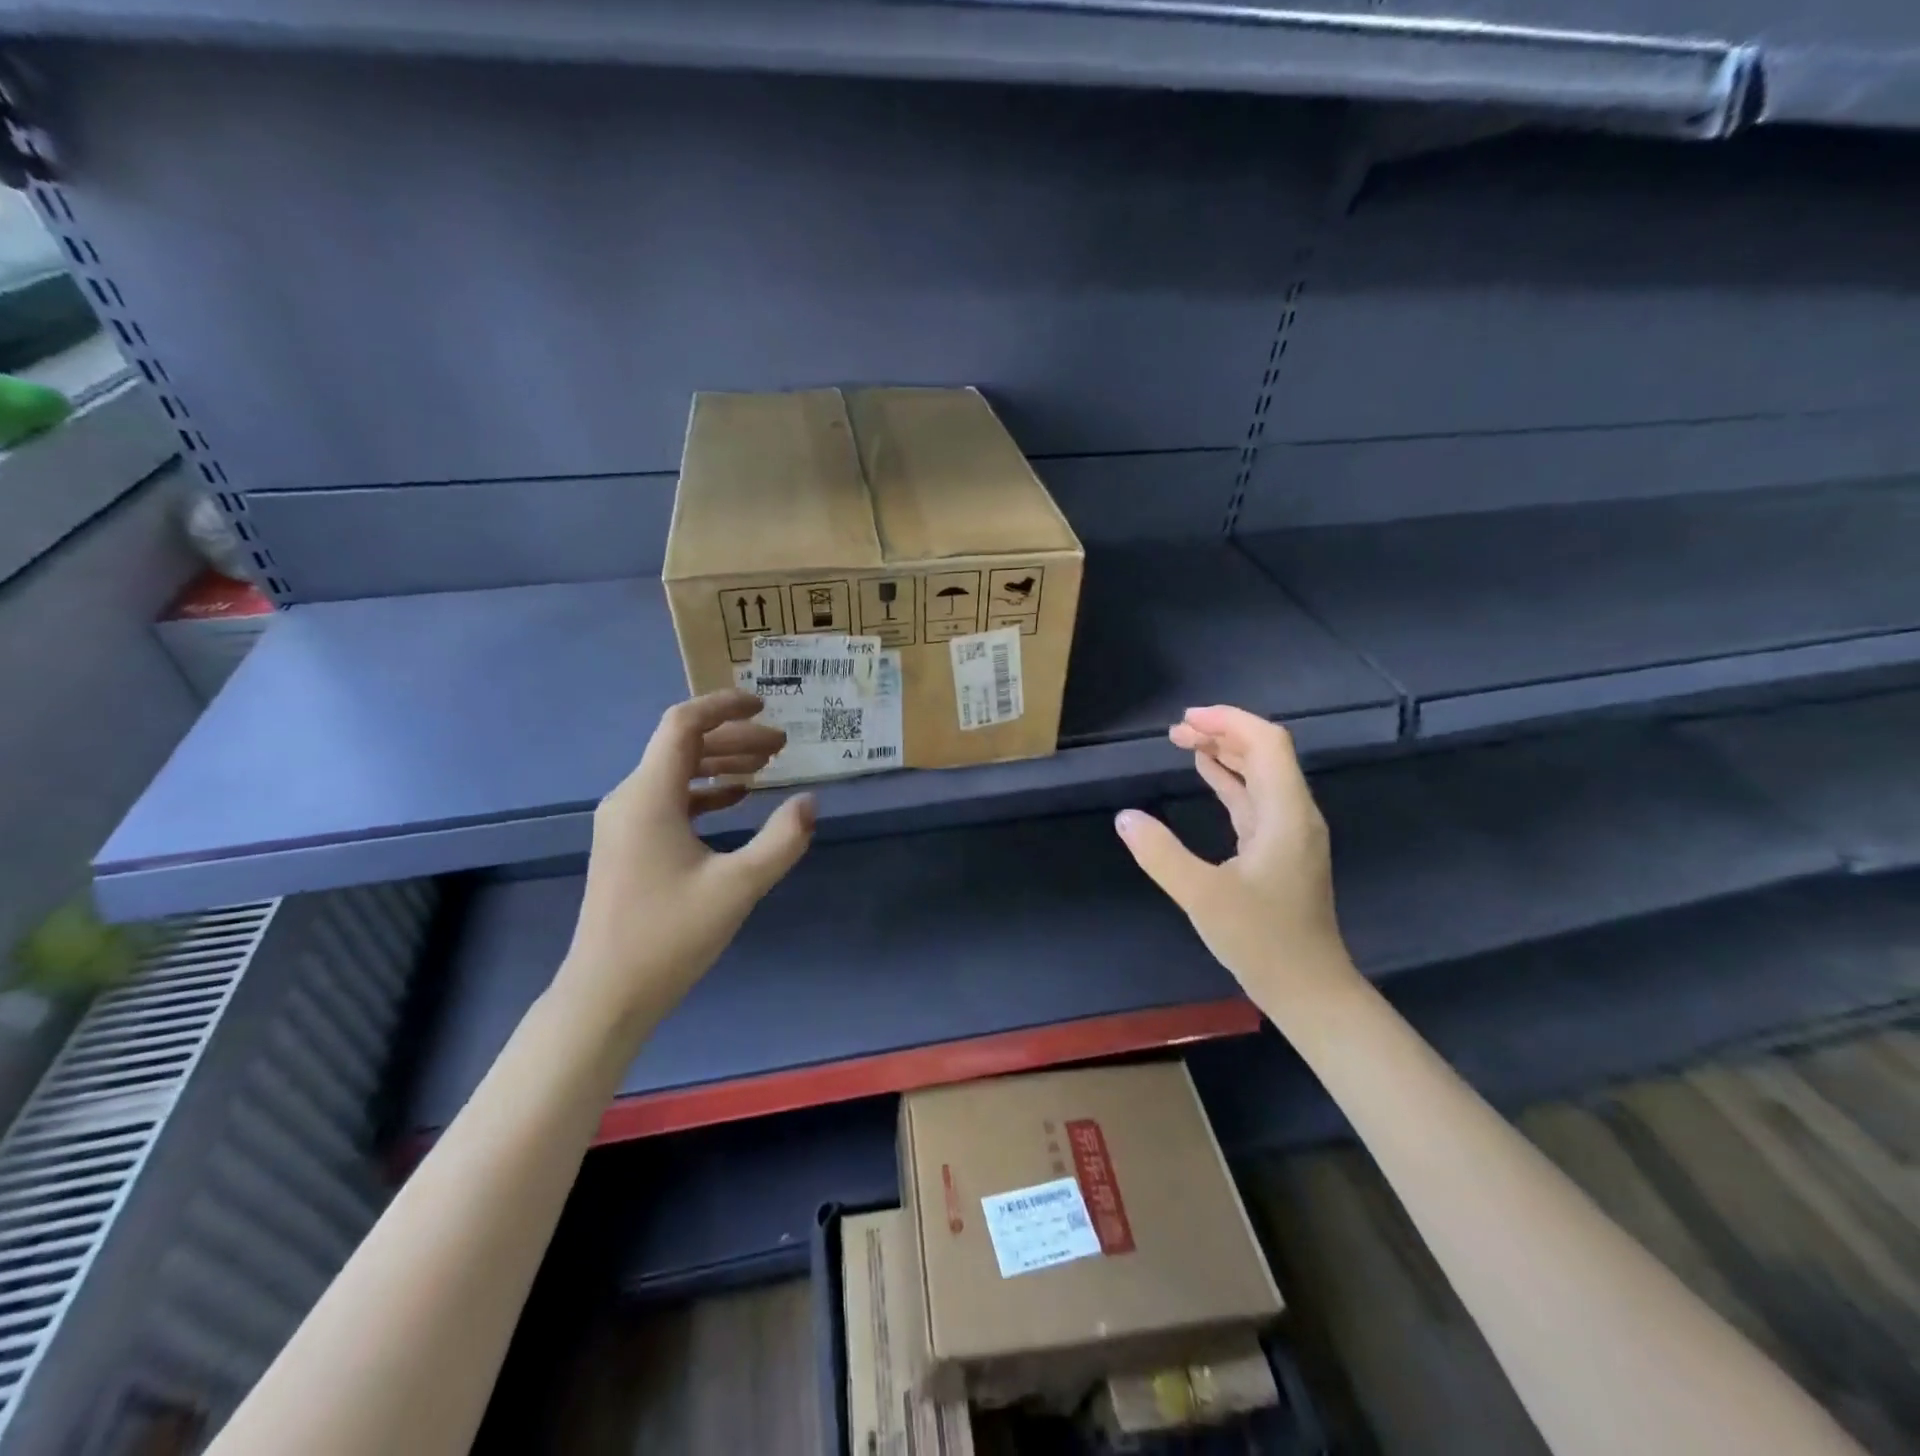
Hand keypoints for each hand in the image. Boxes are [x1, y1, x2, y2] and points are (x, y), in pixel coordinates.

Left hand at [555, 690, 816, 1033]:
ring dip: (721, 763)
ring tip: (767, 767)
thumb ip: (781, 840)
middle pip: (682, 745)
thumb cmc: (670, 936)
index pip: (684, 725)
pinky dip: (705, 791)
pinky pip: (669, 798)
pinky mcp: (628, 844)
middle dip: (734, 738)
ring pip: (676, 771)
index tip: (764, 705)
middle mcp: (630, 798)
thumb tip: (810, 802)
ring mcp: (624, 822)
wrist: (606, 994)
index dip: (724, 706)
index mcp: (649, 796)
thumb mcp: (738, 887)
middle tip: (782, 745)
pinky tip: (736, 800)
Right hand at [1114, 705, 1355, 1010]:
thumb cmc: (1262, 941)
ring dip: (1225, 753)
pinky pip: (1254, 799)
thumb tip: (1125, 817)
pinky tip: (1207, 773)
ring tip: (1185, 742)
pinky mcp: (1279, 851)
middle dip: (1223, 732)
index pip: (1267, 744)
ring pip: (1259, 775)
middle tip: (1176, 731)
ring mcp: (1289, 833)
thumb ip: (1161, 854)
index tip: (1188, 718)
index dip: (1230, 721)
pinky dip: (1229, 780)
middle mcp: (1294, 814)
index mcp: (1286, 813)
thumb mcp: (1203, 896)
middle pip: (1264, 753)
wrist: (1308, 989)